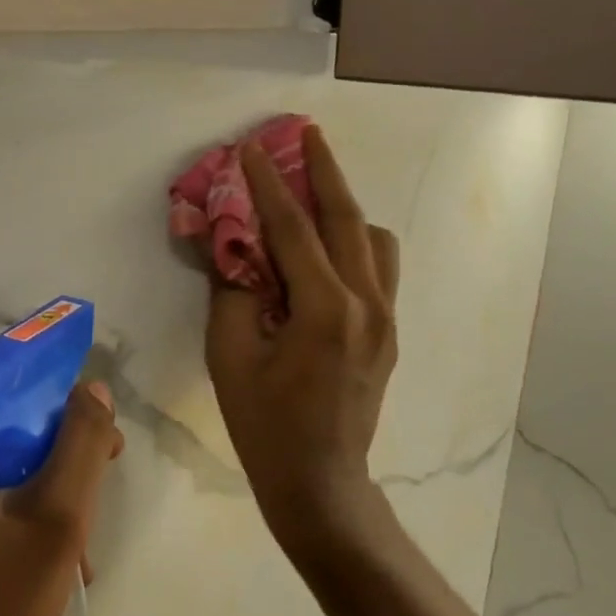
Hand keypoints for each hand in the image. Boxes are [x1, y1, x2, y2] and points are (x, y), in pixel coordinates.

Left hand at [0, 383, 123, 615]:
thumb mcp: (54, 519)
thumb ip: (80, 444)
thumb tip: (91, 389)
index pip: (5, 393)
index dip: (61, 412)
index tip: (103, 444)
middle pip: (0, 429)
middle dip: (55, 461)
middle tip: (96, 493)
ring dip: (42, 495)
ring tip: (79, 545)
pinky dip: (16, 516)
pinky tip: (53, 560)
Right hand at [205, 125, 399, 555]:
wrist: (319, 482)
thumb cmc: (264, 424)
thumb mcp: (230, 355)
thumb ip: (231, 290)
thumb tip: (227, 243)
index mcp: (325, 309)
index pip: (292, 228)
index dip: (268, 183)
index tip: (251, 148)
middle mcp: (366, 303)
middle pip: (347, 218)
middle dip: (324, 171)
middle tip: (305, 133)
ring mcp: (385, 317)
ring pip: (373, 239)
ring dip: (344, 206)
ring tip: (315, 189)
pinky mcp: (389, 332)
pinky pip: (379, 267)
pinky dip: (356, 241)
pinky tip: (328, 245)